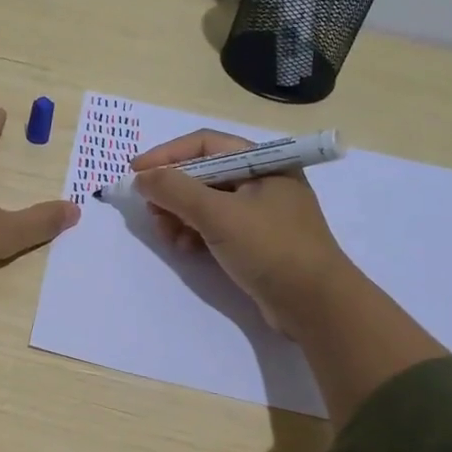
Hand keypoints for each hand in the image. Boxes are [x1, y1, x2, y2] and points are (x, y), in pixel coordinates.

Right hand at [131, 129, 352, 338]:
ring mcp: (261, 212)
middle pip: (203, 173)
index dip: (167, 155)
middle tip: (151, 212)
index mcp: (263, 162)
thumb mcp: (219, 215)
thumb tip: (141, 177)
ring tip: (168, 236)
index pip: (205, 144)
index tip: (135, 174)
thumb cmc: (271, 249)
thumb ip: (176, 191)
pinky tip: (186, 249)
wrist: (316, 306)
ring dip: (180, 215)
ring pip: (206, 202)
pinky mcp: (257, 241)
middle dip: (172, 191)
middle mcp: (263, 181)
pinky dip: (195, 232)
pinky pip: (216, 226)